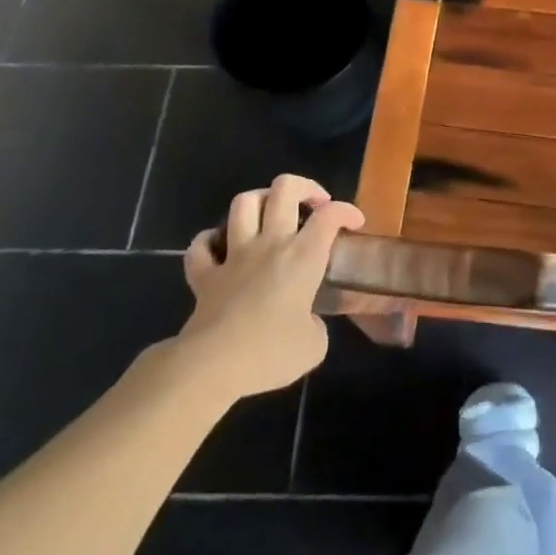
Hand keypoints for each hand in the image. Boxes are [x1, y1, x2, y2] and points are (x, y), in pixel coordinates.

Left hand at [181, 175, 364, 398]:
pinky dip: (210, 241)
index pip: (330, 215)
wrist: (212, 366)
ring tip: (270, 213)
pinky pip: (201, 246)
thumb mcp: (314, 347)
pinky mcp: (204, 275)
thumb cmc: (269, 353)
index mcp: (302, 256)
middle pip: (284, 188)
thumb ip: (317, 325)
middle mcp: (270, 243)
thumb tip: (308, 322)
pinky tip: (220, 247)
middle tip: (314, 204)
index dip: (346, 211)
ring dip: (259, 200)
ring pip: (243, 203)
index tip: (354, 224)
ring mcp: (234, 255)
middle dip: (304, 187)